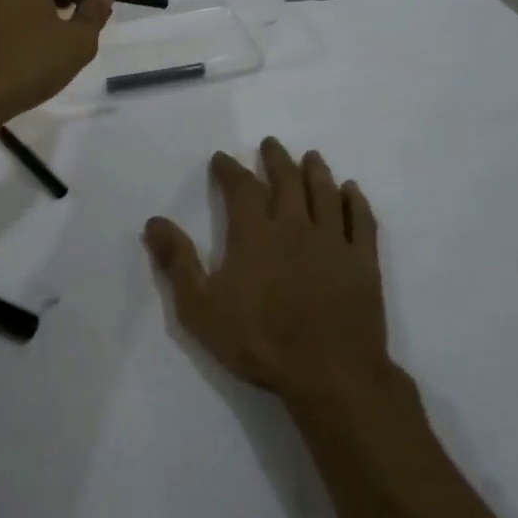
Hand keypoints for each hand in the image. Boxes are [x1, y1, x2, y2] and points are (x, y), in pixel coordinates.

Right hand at [145, 138, 390, 409]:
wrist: (330, 373)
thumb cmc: (260, 341)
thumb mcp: (200, 307)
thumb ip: (177, 261)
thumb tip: (154, 221)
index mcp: (255, 233)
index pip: (241, 188)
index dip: (230, 170)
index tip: (222, 158)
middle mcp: (295, 225)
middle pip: (287, 181)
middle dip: (276, 160)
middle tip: (270, 144)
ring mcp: (333, 241)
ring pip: (324, 193)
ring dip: (316, 171)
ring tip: (310, 156)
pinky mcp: (362, 261)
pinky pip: (361, 221)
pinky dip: (355, 201)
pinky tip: (351, 190)